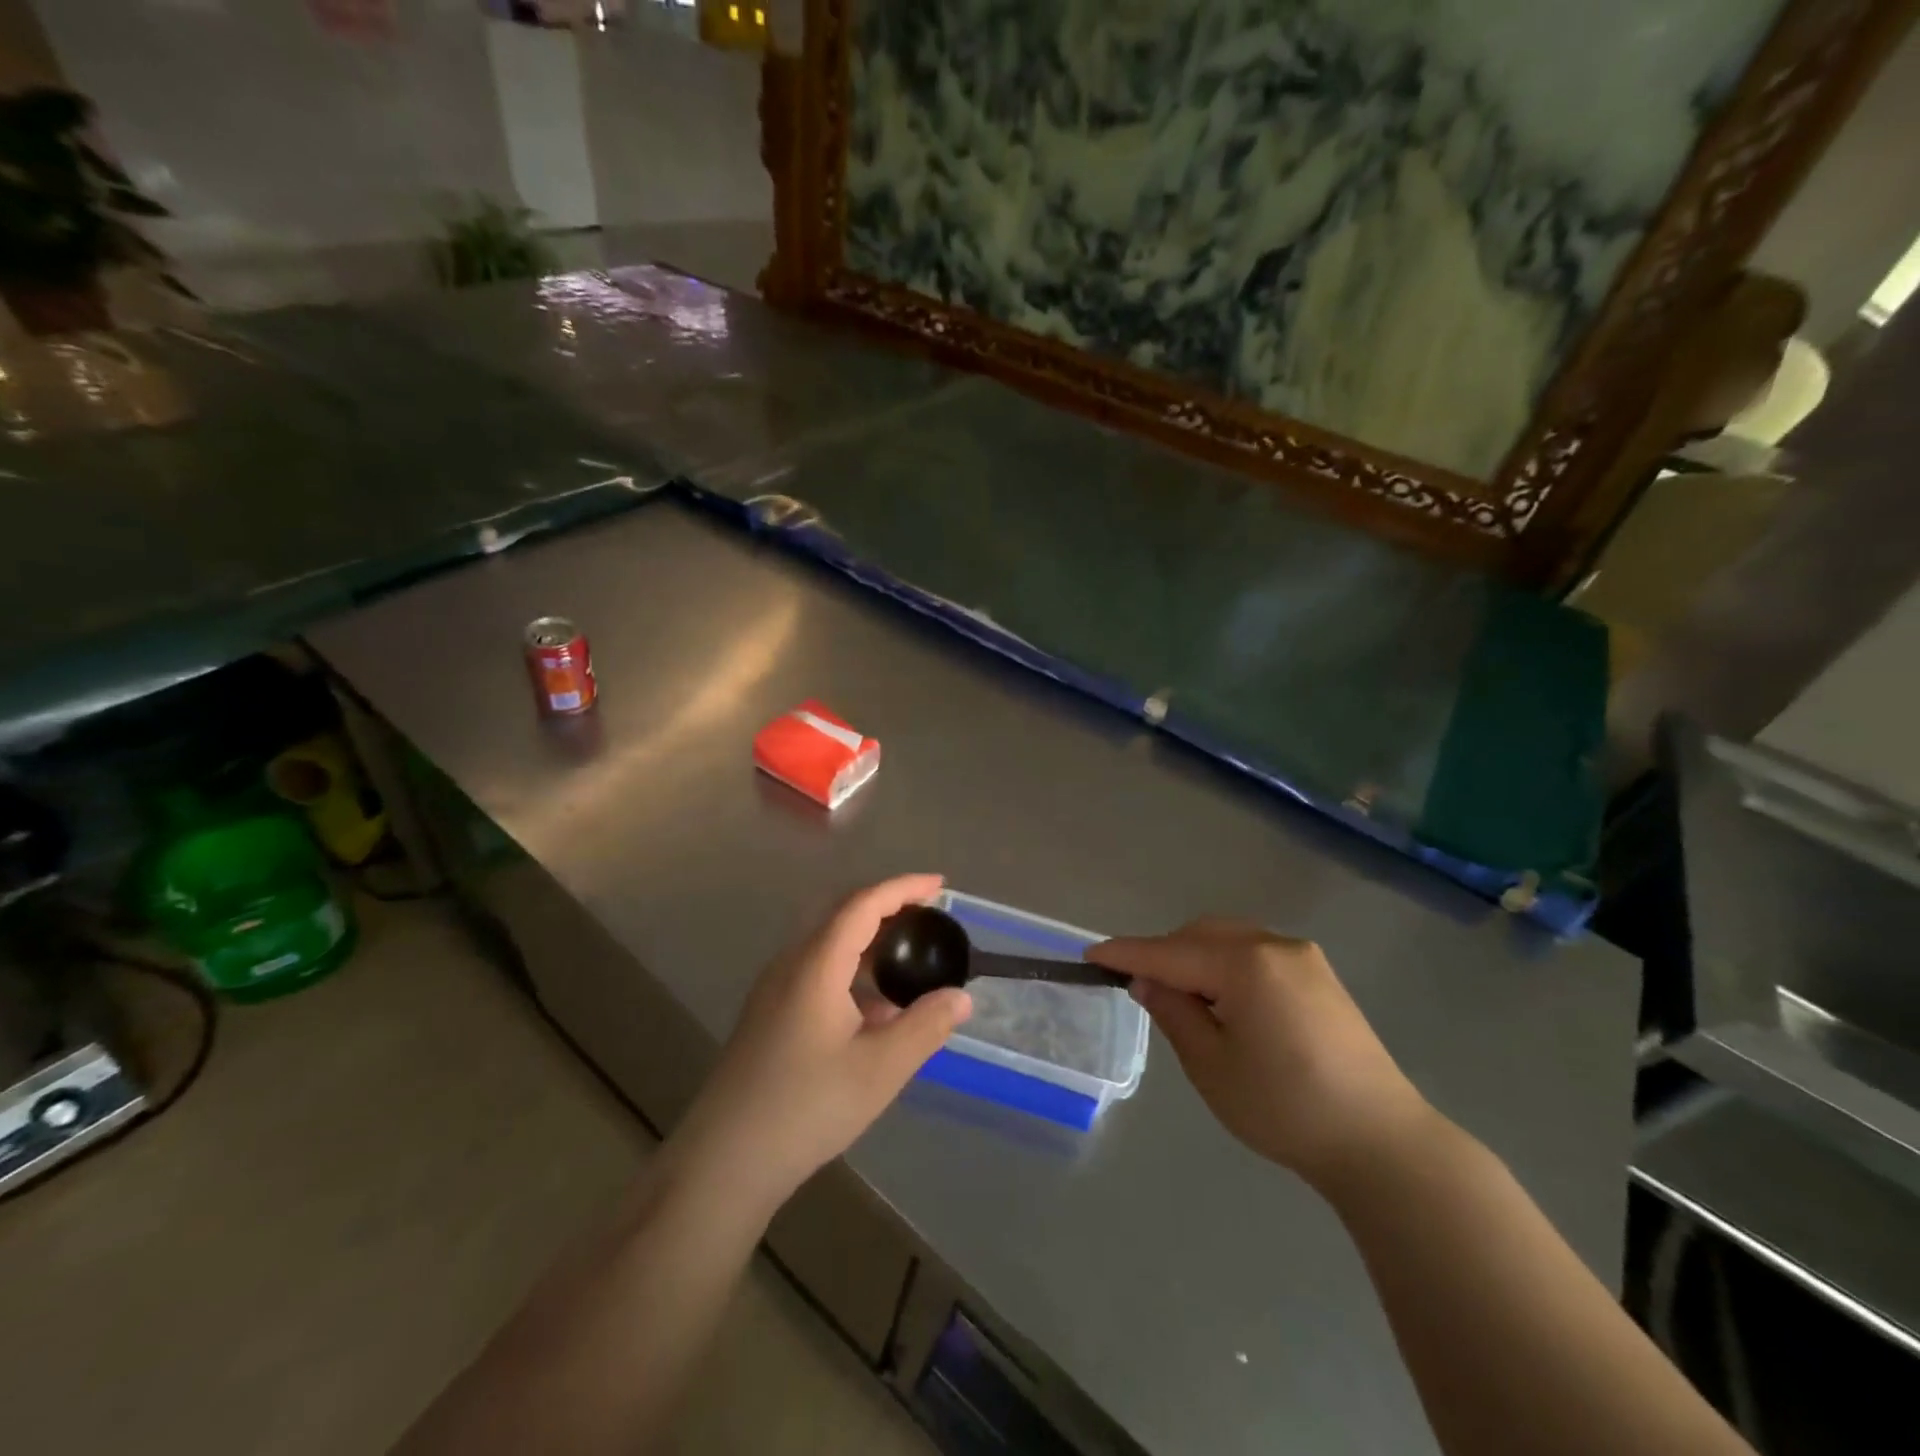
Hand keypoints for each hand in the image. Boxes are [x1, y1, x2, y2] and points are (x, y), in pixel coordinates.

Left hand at [668, 875, 971, 1213]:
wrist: (724, 1161)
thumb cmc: (807, 1107)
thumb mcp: (880, 1069)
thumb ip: (926, 1026)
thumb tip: (960, 996)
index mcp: (816, 964)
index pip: (863, 904)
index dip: (903, 888)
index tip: (939, 885)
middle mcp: (791, 965)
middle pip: (843, 917)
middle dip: (888, 909)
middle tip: (929, 918)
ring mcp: (774, 991)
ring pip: (829, 947)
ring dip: (870, 945)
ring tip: (909, 965)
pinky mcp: (769, 1016)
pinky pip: (817, 974)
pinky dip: (853, 974)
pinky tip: (874, 1013)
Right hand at [1089, 920, 1434, 1191]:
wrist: (1382, 1143)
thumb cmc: (1285, 1108)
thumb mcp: (1211, 1066)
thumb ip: (1173, 1012)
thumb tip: (1147, 980)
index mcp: (1245, 963)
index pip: (1169, 951)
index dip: (1127, 954)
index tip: (1091, 955)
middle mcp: (1274, 944)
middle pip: (1199, 935)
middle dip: (1164, 954)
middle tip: (1138, 986)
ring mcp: (1302, 956)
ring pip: (1228, 939)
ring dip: (1195, 957)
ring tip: (1180, 995)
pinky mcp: (1319, 974)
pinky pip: (1255, 953)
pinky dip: (1226, 965)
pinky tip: (1223, 999)